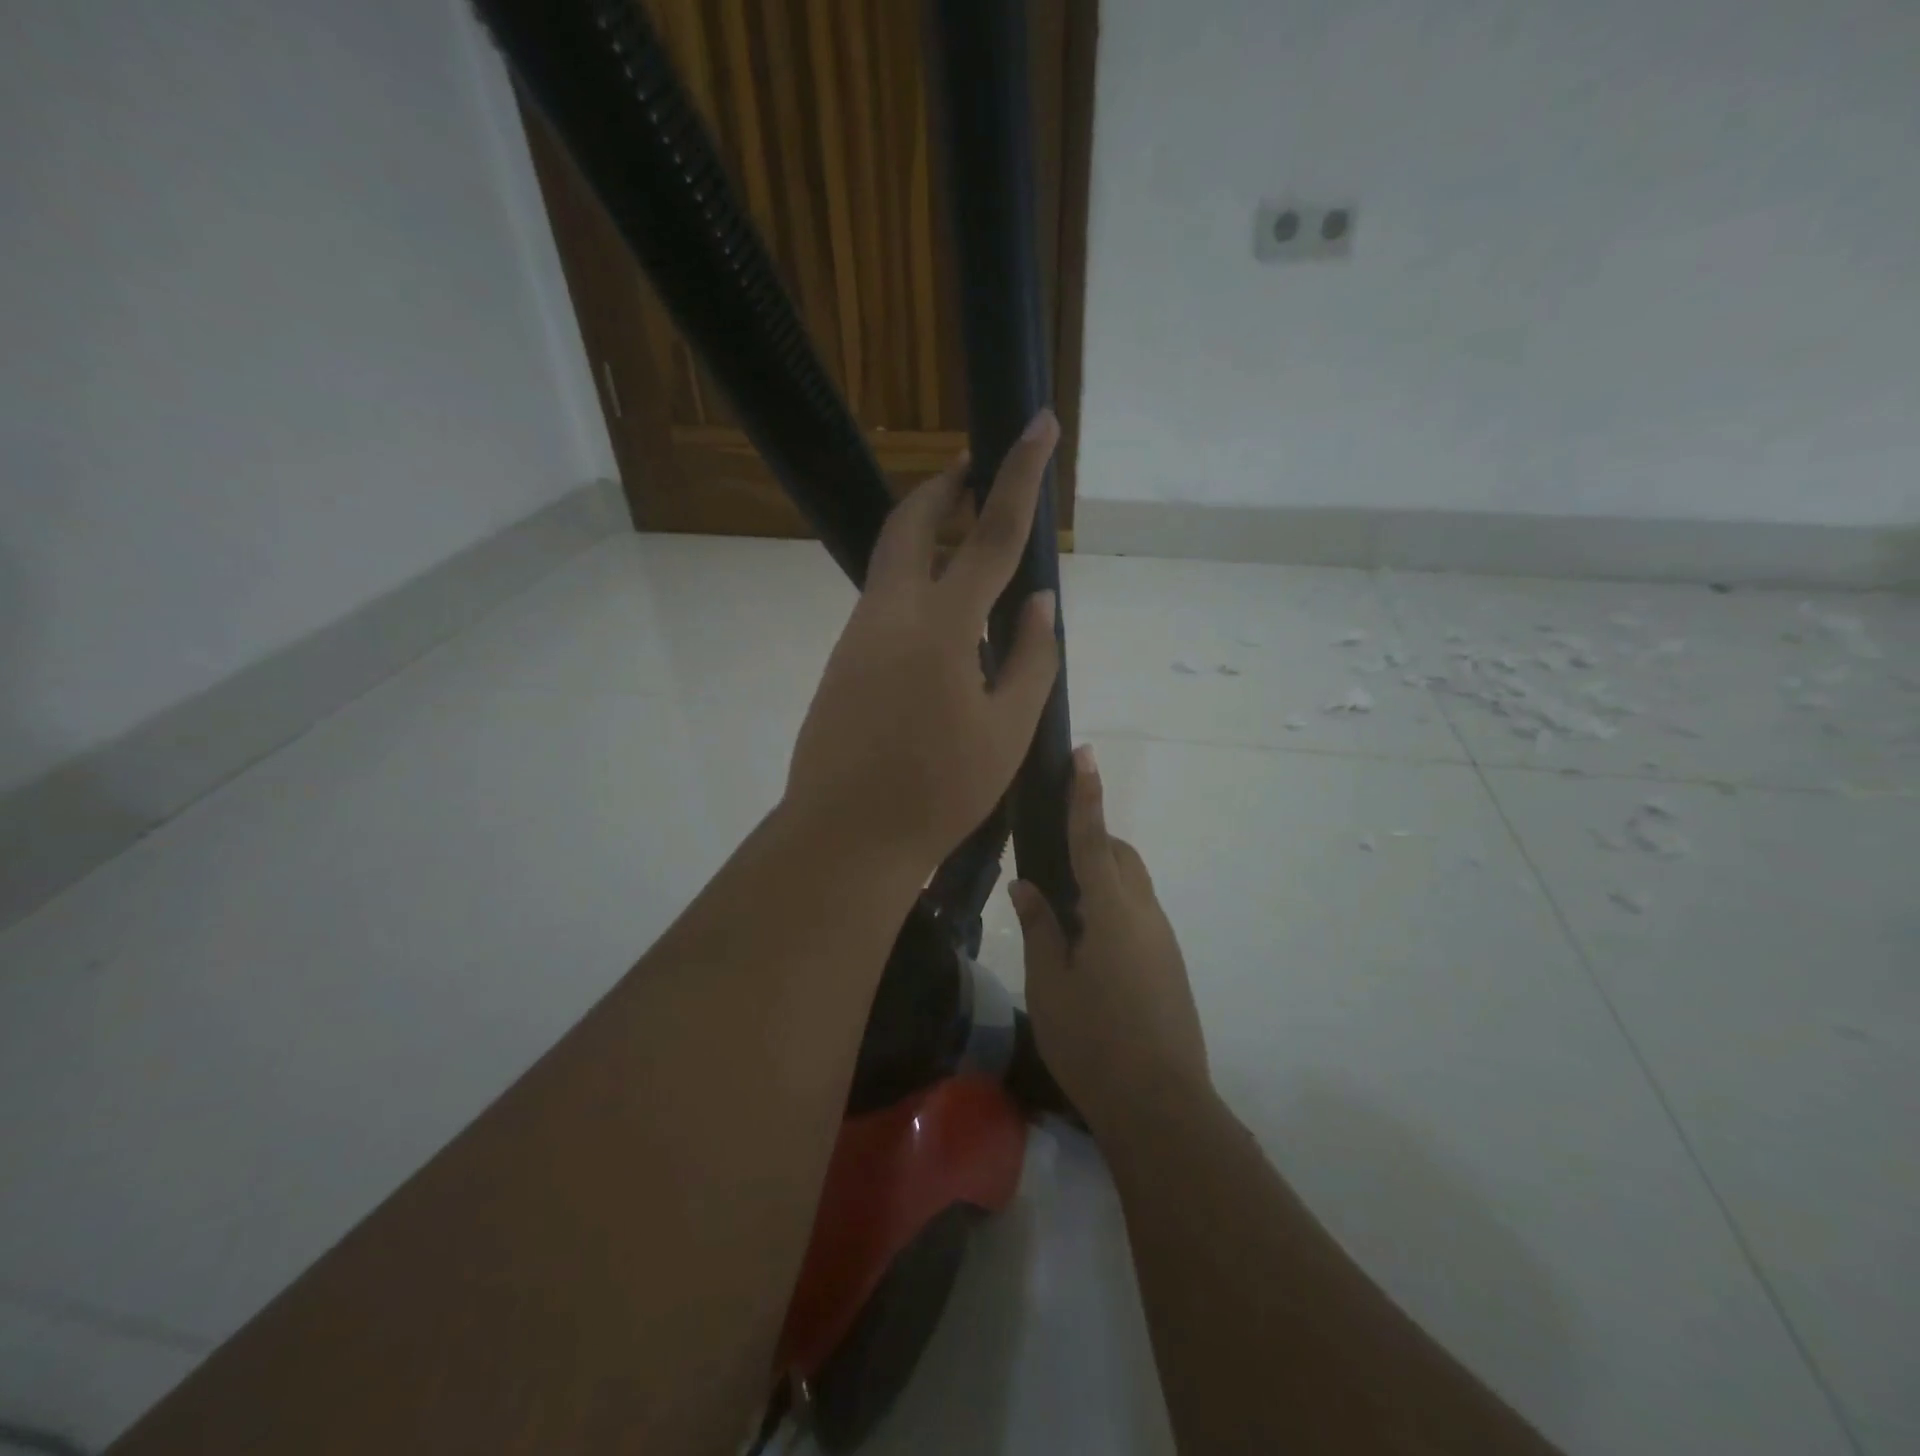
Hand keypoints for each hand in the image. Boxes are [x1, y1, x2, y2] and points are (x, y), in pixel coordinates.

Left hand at [784, 410, 1061, 872]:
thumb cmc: (938, 791)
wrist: (846, 836)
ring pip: (891, 560)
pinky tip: (941, 619)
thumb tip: (1040, 602)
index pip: (991, 534)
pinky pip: (883, 601)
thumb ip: (1030, 659)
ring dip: (927, 534)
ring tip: (967, 543)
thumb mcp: (1006, 731)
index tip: (1037, 423)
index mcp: (940, 626)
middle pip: (913, 523)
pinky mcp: (842, 661)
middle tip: (975, 472)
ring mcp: (857, 636)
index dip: (1020, 474)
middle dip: (945, 486)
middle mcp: (890, 614)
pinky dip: (914, 582)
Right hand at [1011, 744, 1209, 1134]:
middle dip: (1092, 842)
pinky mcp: (1169, 964)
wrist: (1161, 1106)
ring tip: (1064, 911)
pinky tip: (1088, 947)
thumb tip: (1027, 886)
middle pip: (1120, 857)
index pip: (1093, 839)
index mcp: (1112, 910)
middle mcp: (1145, 914)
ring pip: (1132, 886)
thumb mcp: (1050, 985)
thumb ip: (1041, 929)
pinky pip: (1139, 915)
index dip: (1086, 795)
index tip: (1084, 755)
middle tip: (1054, 862)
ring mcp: (1163, 940)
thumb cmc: (1093, 1042)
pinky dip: (1114, 908)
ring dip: (1102, 879)